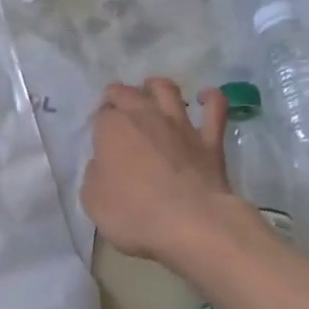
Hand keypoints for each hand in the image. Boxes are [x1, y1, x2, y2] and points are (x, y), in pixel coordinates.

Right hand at [82, 77, 249, 264]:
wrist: (191, 222)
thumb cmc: (134, 213)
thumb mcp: (94, 202)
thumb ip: (94, 177)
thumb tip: (102, 165)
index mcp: (113, 129)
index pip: (101, 114)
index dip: (99, 122)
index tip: (99, 134)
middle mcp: (146, 116)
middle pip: (129, 93)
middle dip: (119, 95)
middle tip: (116, 104)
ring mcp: (181, 125)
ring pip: (168, 90)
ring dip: (157, 86)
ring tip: (152, 89)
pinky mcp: (210, 139)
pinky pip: (214, 108)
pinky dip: (211, 98)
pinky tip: (206, 97)